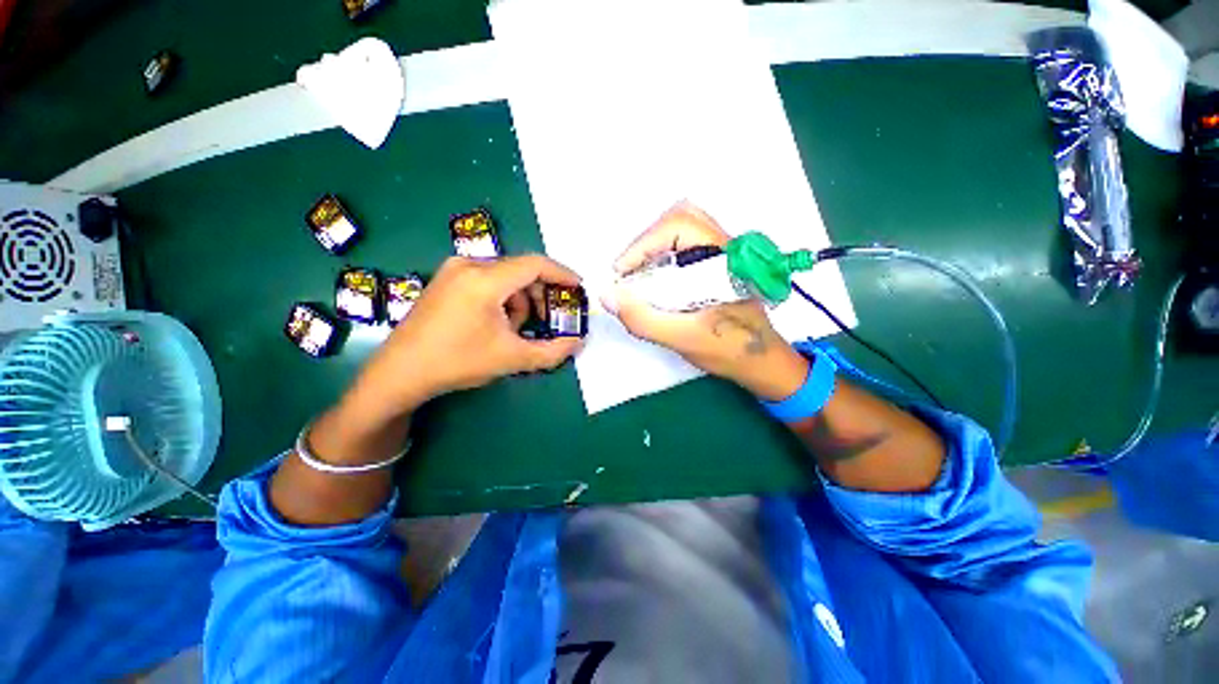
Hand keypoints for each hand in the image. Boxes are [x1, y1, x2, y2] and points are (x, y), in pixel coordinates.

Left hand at [348, 254, 582, 419]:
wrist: (400, 373)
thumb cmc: (457, 363)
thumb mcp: (512, 358)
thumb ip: (553, 351)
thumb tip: (579, 343)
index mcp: (485, 280)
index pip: (535, 264)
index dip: (562, 274)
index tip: (578, 286)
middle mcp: (468, 266)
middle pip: (520, 270)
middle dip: (540, 294)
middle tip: (550, 318)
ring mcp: (453, 271)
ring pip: (504, 277)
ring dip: (520, 300)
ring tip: (516, 330)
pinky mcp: (445, 280)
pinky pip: (487, 281)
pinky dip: (501, 299)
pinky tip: (496, 323)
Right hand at [605, 202, 807, 400]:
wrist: (761, 361)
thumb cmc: (729, 350)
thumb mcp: (683, 339)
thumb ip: (644, 319)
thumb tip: (607, 295)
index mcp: (725, 258)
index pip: (680, 226)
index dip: (643, 244)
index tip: (621, 274)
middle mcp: (725, 246)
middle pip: (680, 218)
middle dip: (647, 242)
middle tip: (629, 272)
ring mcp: (722, 253)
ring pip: (682, 229)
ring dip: (653, 248)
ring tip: (638, 276)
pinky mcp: (716, 264)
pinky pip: (684, 245)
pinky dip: (661, 256)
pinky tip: (654, 282)